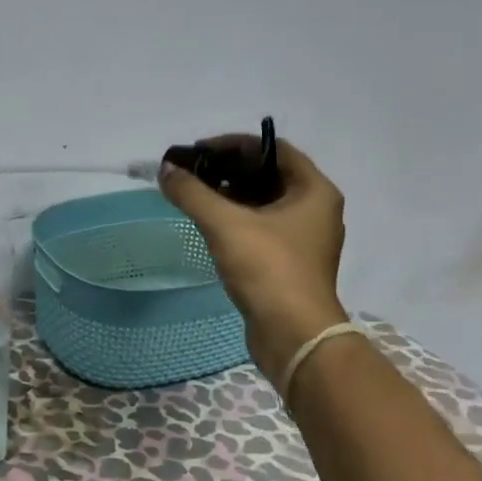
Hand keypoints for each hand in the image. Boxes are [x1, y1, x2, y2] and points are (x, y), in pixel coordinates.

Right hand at [158, 135, 347, 382]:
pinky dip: (236, 219)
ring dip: (230, 195)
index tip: (199, 151)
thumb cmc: (268, 269)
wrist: (294, 336)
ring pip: (263, 202)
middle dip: (228, 169)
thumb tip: (166, 169)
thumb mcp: (224, 224)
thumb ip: (192, 193)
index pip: (274, 149)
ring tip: (194, 195)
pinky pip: (261, 226)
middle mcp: (315, 209)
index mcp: (314, 191)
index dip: (235, 144)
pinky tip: (208, 224)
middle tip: (192, 173)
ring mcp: (305, 237)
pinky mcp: (290, 261)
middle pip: (268, 174)